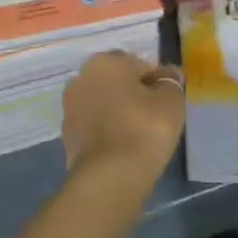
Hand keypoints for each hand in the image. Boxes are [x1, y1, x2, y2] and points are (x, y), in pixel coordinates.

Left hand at [61, 51, 185, 191]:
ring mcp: (70, 104)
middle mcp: (83, 75)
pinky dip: (106, 129)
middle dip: (134, 93)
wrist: (108, 177)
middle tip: (154, 117)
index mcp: (107, 61)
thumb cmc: (144, 129)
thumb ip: (170, 82)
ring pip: (103, 102)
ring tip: (138, 134)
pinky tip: (121, 146)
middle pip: (118, 81)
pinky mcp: (66, 133)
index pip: (140, 65)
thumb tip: (167, 75)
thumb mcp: (171, 101)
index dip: (157, 82)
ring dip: (118, 111)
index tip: (167, 102)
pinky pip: (94, 124)